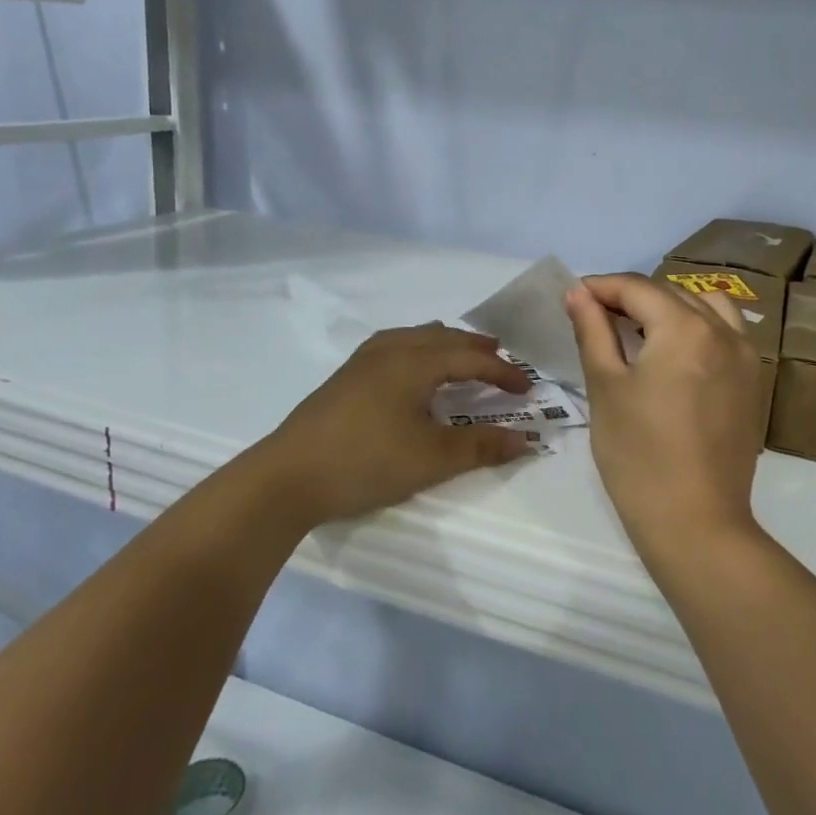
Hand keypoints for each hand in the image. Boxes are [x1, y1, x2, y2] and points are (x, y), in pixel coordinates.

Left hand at [261, 325, 533, 527]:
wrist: (287, 477)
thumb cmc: (366, 462)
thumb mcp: (432, 459)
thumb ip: (481, 446)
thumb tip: (526, 439)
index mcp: (415, 362)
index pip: (471, 358)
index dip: (503, 372)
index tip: (528, 389)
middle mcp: (390, 350)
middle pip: (442, 337)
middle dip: (475, 348)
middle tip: (501, 360)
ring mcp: (362, 361)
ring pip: (414, 336)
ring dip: (444, 344)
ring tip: (460, 356)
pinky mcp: (344, 377)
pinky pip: (392, 345)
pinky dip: (417, 349)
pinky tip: (410, 368)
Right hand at [564, 274, 766, 558]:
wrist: (696, 523)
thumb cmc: (638, 456)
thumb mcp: (606, 388)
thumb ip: (594, 331)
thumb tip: (578, 293)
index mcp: (685, 328)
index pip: (638, 288)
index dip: (601, 287)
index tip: (572, 297)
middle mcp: (724, 332)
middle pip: (671, 295)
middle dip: (631, 298)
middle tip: (595, 318)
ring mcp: (746, 357)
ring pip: (705, 308)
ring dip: (670, 309)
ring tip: (640, 332)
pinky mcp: (753, 383)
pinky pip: (727, 334)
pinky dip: (699, 328)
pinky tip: (675, 355)